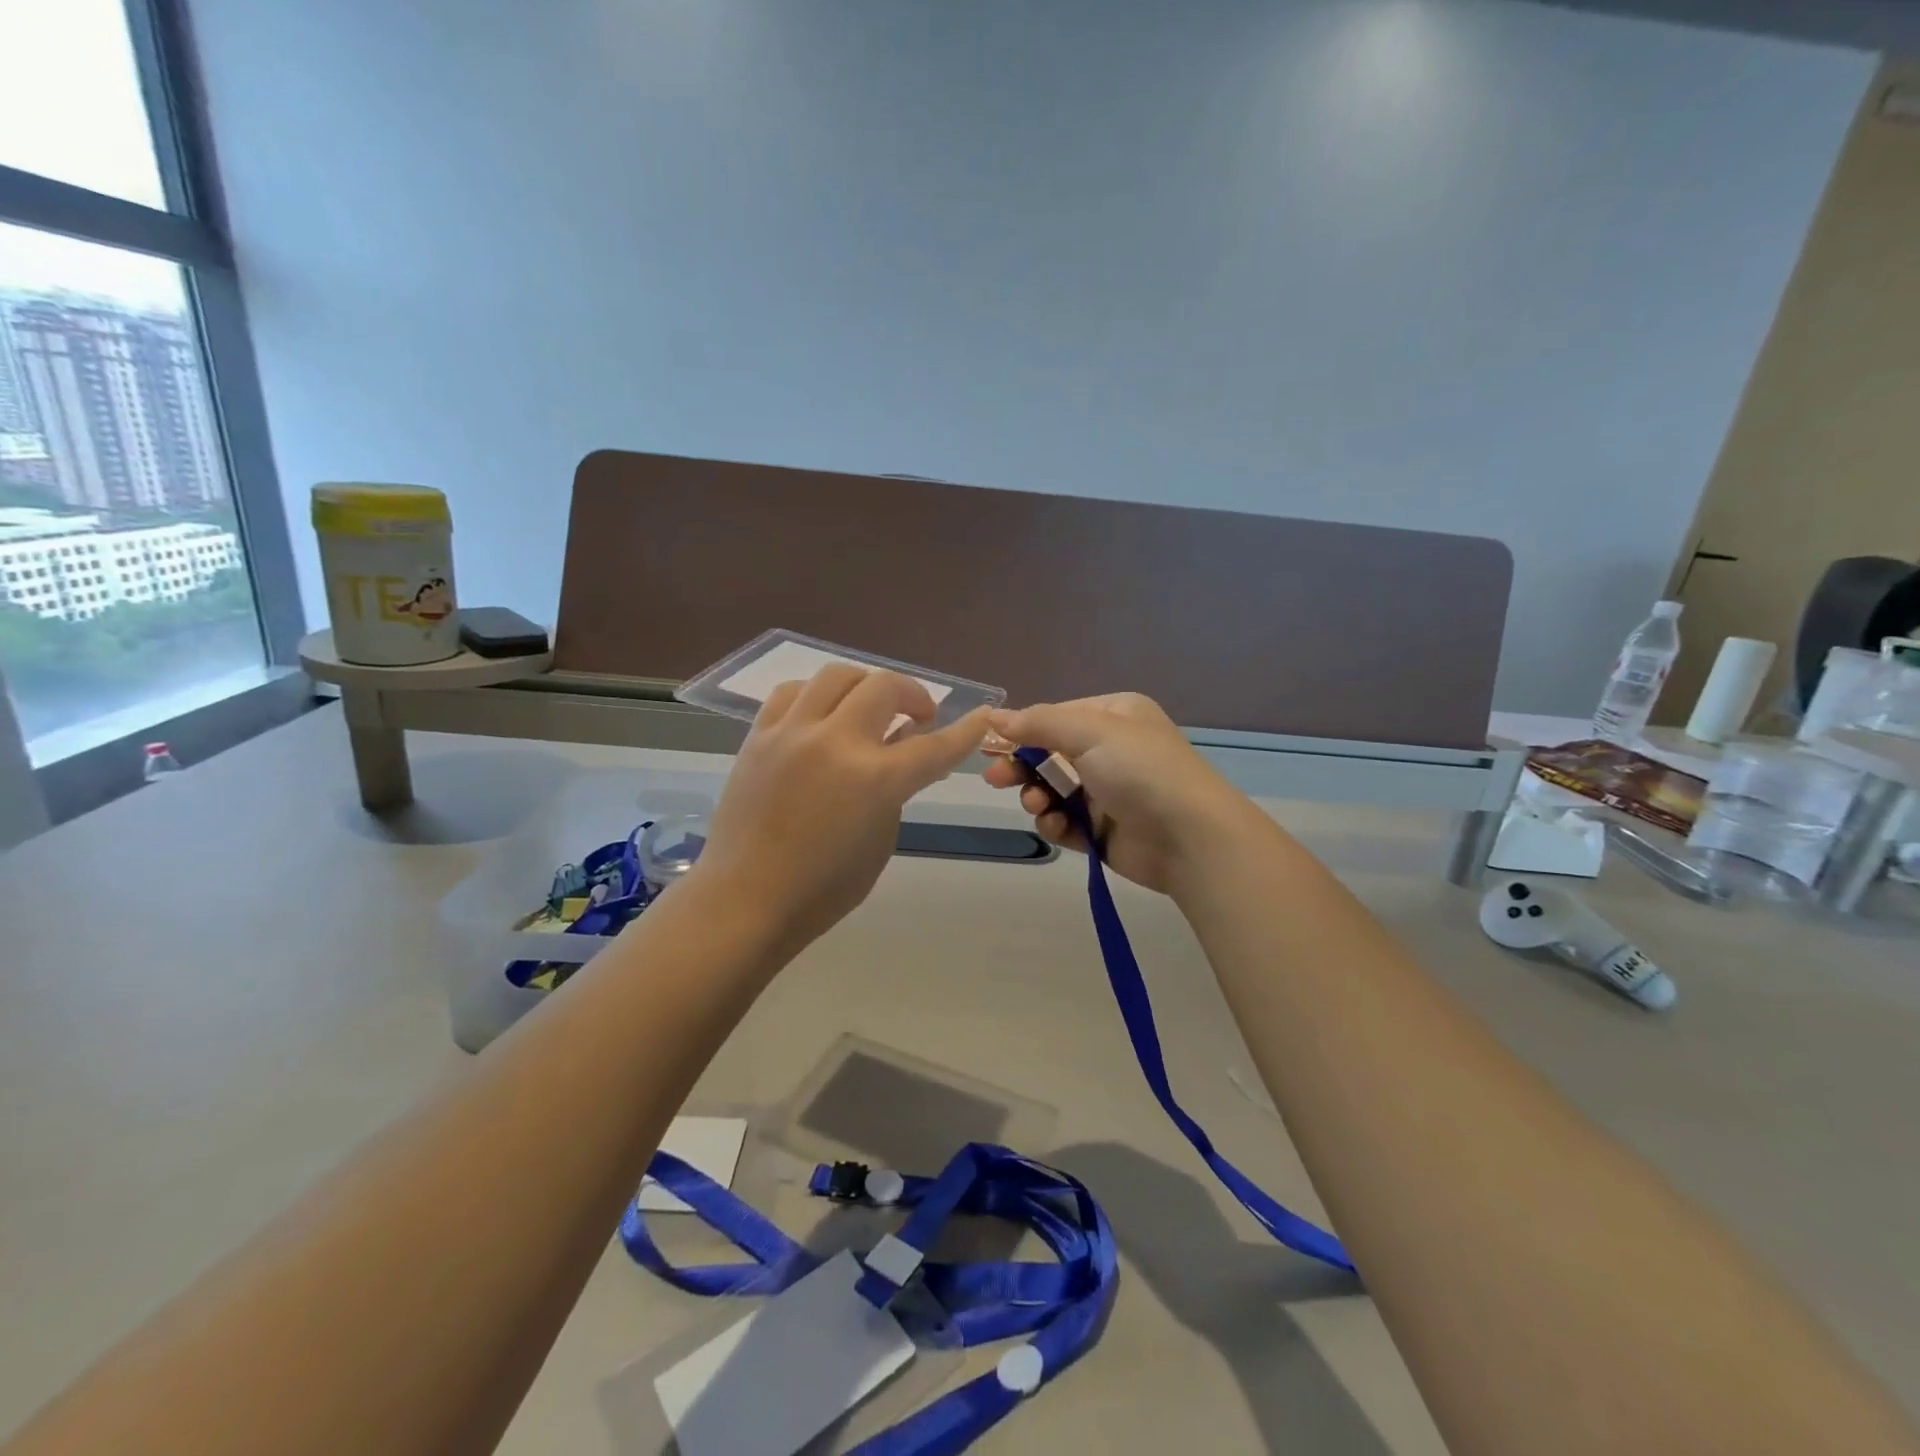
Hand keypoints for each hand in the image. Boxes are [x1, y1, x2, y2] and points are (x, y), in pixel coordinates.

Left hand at [692, 665, 989, 956]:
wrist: (745, 899)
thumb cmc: (823, 888)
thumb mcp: (880, 840)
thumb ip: (897, 789)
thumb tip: (902, 753)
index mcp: (874, 779)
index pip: (934, 745)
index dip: (965, 731)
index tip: (983, 715)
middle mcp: (835, 742)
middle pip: (885, 687)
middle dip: (913, 695)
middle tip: (919, 716)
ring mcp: (792, 733)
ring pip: (837, 675)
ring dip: (865, 685)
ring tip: (868, 707)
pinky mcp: (759, 736)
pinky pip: (791, 693)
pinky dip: (817, 695)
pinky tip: (822, 713)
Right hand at [982, 693, 1267, 894]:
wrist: (1190, 837)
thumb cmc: (1141, 771)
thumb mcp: (1091, 732)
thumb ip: (1039, 723)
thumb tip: (995, 715)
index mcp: (1114, 716)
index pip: (1056, 717)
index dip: (1021, 730)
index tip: (988, 743)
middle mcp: (1111, 750)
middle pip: (1050, 754)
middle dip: (1022, 766)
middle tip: (996, 779)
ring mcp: (1108, 792)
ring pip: (1053, 790)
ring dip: (1036, 796)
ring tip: (1034, 805)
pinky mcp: (1103, 829)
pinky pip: (1066, 821)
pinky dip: (1055, 823)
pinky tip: (1055, 826)